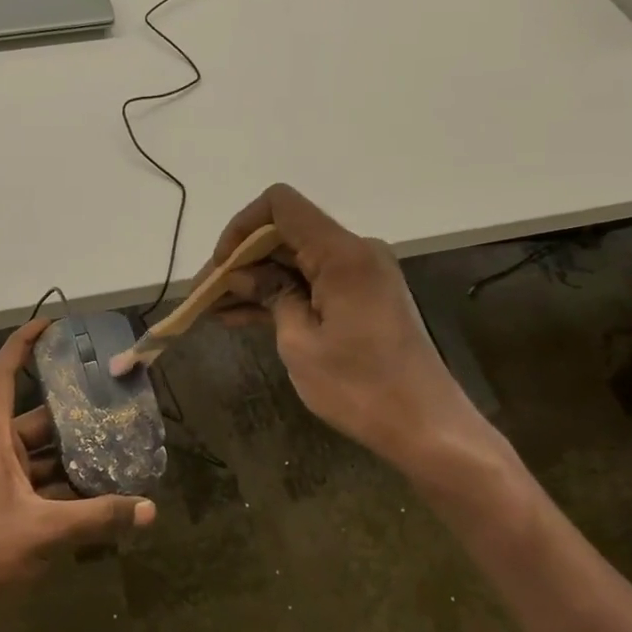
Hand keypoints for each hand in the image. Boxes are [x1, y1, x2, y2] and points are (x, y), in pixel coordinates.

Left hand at [0, 320, 156, 631]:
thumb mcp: (45, 532)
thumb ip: (99, 518)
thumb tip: (150, 509)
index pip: (3, 376)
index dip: (23, 345)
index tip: (51, 326)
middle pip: (36, 421)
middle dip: (73, 416)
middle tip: (114, 408)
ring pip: (40, 459)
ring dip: (73, 459)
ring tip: (116, 453)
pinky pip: (37, 488)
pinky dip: (64, 490)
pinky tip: (97, 499)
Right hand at [207, 184, 483, 470]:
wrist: (425, 426)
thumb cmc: (359, 387)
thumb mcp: (300, 343)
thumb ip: (270, 296)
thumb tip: (242, 274)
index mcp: (342, 253)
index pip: (281, 205)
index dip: (241, 227)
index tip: (221, 266)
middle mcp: (355, 251)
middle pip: (287, 234)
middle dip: (243, 260)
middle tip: (206, 293)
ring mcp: (361, 275)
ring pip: (296, 262)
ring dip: (257, 281)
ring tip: (213, 307)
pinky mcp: (363, 298)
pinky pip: (313, 284)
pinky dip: (281, 296)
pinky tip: (240, 317)